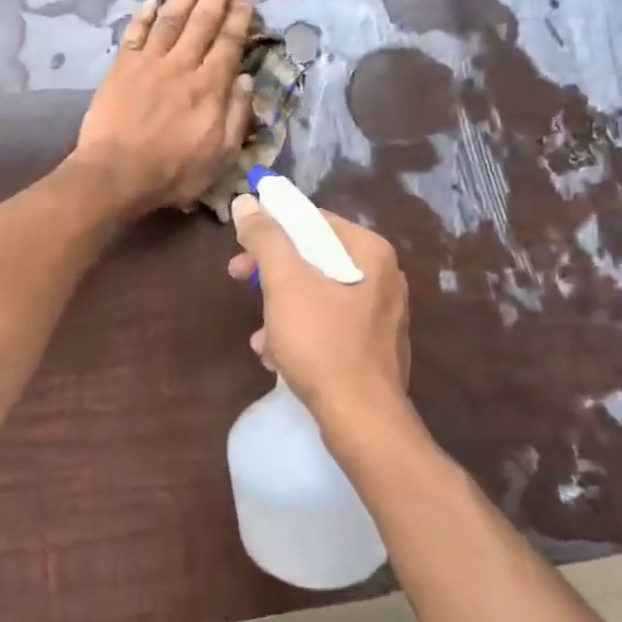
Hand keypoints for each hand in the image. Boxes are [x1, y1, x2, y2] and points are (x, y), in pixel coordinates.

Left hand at [74, 0, 253, 212]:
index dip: (238, 16)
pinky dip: (144, 14)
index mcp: (210, 86)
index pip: (229, 42)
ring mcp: (149, 63)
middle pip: (202, 21)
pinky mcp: (122, 67)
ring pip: (171, 18)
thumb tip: (245, 79)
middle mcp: (182, 65)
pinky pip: (136, 33)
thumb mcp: (221, 155)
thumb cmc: (173, 171)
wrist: (117, 173)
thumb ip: (236, 115)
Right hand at [227, 198, 412, 425]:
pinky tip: (276, 356)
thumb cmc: (322, 343)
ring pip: (318, 294)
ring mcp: (381, 315)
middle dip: (272, 272)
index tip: (240, 245)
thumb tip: (247, 201)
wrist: (362, 420)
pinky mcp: (373, 348)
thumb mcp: (285, 283)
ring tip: (260, 335)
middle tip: (238, 278)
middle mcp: (383, 277)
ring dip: (281, 308)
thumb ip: (265, 238)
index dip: (272, 226)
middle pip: (315, 257)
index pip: (314, 219)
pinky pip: (329, 325)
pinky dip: (300, 332)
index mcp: (369, 252)